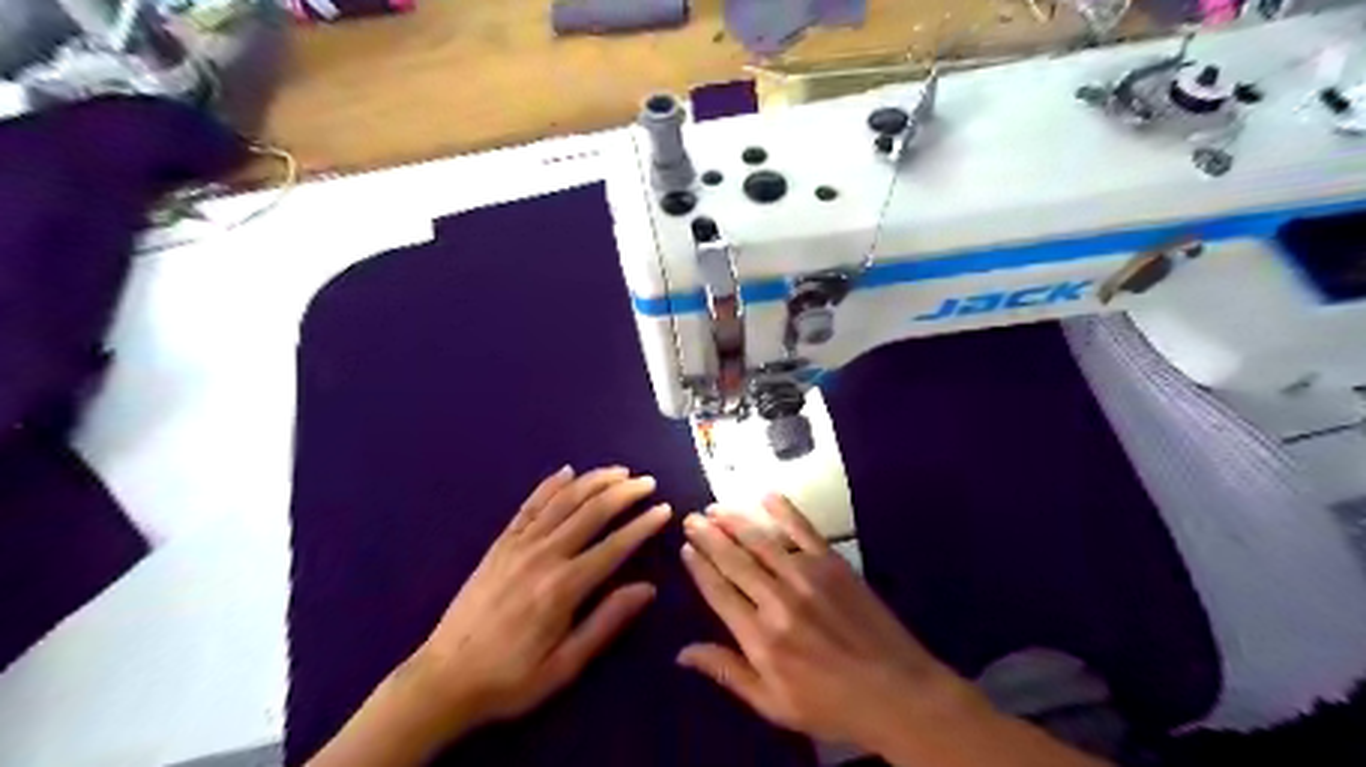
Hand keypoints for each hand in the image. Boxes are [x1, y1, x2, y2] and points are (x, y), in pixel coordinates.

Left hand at [413, 468, 673, 725]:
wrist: (444, 678)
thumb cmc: (511, 678)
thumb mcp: (565, 665)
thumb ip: (606, 622)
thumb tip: (647, 588)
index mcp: (563, 587)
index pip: (615, 546)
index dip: (643, 525)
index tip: (664, 509)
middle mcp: (544, 556)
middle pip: (592, 512)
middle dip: (624, 493)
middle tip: (648, 482)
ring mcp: (519, 545)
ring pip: (564, 501)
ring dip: (594, 481)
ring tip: (619, 471)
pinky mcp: (500, 544)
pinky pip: (529, 505)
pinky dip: (550, 485)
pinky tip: (567, 471)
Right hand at [681, 493, 982, 750]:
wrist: (896, 691)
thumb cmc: (830, 703)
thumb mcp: (772, 704)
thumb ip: (727, 672)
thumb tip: (682, 653)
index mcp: (760, 637)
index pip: (719, 592)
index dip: (699, 568)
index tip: (685, 548)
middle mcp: (777, 599)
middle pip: (734, 560)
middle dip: (709, 536)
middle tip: (692, 518)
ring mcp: (807, 576)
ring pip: (761, 539)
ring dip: (735, 520)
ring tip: (715, 507)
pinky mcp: (833, 563)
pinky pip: (803, 529)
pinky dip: (783, 510)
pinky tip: (766, 496)